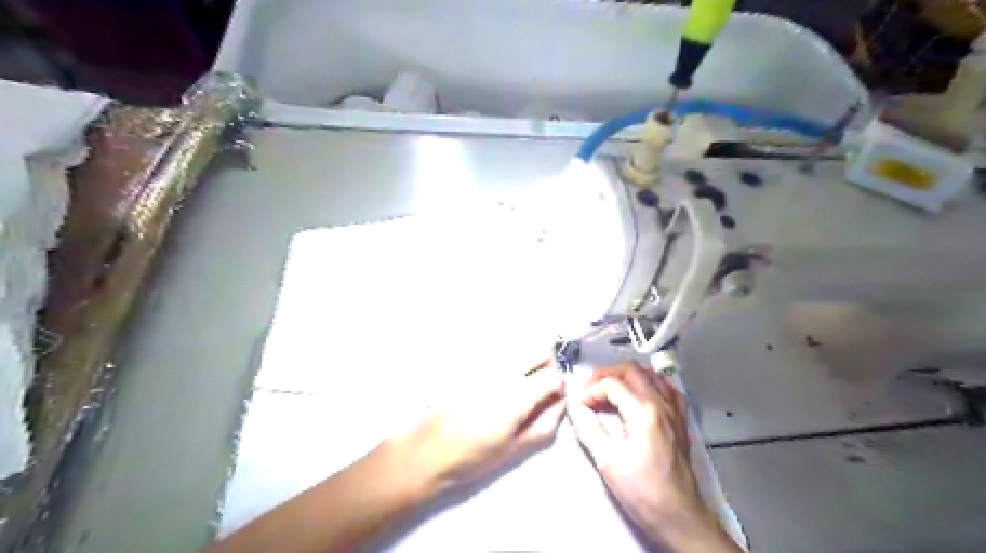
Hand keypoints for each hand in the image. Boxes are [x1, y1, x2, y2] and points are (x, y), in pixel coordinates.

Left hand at [387, 362, 571, 501]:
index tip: (553, 400)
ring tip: (517, 385)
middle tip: (540, 387)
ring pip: (519, 346)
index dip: (559, 388)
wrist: (428, 448)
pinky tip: (495, 382)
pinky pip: (498, 350)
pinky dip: (507, 359)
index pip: (554, 376)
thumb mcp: (514, 448)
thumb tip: (561, 404)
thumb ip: (545, 424)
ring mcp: (485, 362)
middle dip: (547, 365)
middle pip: (540, 349)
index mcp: (517, 395)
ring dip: (527, 360)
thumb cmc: (472, 455)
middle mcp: (503, 370)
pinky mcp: (470, 361)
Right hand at [566, 363, 734, 551]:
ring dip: (627, 376)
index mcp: (644, 412)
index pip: (611, 384)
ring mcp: (675, 410)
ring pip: (651, 374)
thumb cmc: (642, 491)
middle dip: (607, 375)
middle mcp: (662, 403)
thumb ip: (589, 428)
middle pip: (632, 370)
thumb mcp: (607, 461)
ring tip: (610, 390)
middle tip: (591, 391)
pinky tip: (640, 395)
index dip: (590, 391)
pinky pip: (667, 388)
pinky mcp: (681, 420)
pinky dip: (649, 384)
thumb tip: (575, 408)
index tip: (579, 406)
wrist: (678, 516)